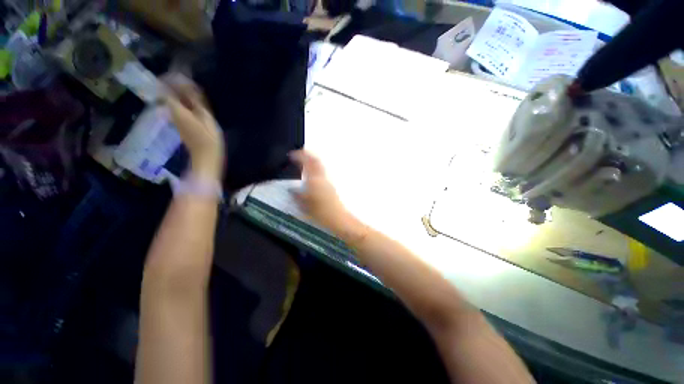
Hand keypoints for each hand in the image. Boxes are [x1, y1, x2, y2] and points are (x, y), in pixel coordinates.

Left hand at [163, 74, 223, 180]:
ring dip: (183, 92)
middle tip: (190, 77)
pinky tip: (196, 102)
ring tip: (195, 89)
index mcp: (177, 110)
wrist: (206, 157)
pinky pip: (180, 107)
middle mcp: (173, 112)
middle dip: (178, 84)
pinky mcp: (182, 124)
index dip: (173, 78)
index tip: (182, 70)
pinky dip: (186, 102)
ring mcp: (177, 119)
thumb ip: (196, 101)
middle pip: (170, 93)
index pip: (168, 88)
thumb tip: (187, 85)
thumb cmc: (209, 139)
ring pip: (175, 100)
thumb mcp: (206, 118)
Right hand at [289, 150, 363, 236]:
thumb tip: (292, 190)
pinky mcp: (331, 188)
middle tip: (299, 155)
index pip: (309, 162)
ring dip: (312, 163)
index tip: (292, 154)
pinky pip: (321, 174)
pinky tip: (310, 177)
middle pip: (316, 161)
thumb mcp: (305, 206)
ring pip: (320, 167)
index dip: (301, 156)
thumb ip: (297, 196)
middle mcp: (322, 178)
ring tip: (303, 164)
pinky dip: (315, 170)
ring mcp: (328, 183)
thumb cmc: (321, 213)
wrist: (339, 220)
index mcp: (315, 181)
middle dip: (308, 156)